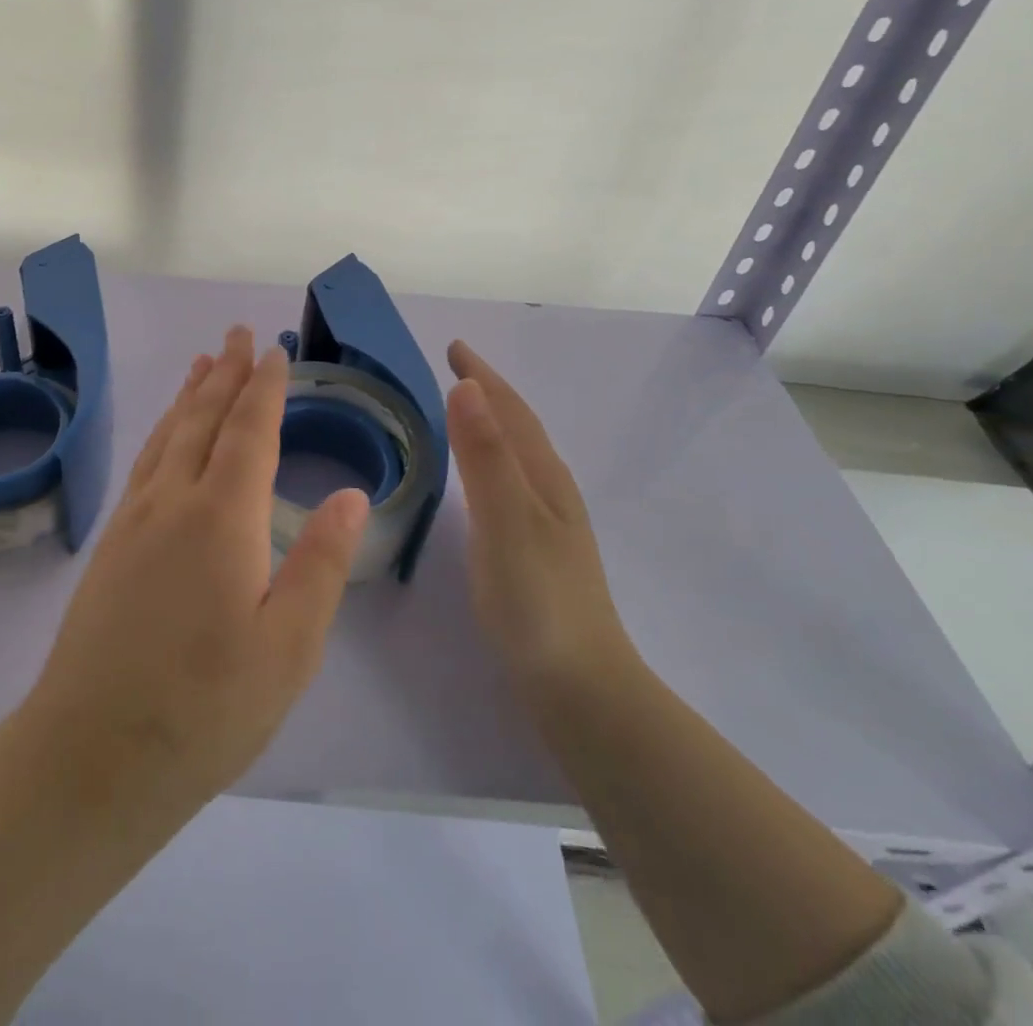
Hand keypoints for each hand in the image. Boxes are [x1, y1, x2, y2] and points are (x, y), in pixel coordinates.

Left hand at [24, 327, 368, 798]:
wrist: (93, 752)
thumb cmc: (206, 708)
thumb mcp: (288, 647)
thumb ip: (320, 563)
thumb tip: (351, 494)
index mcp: (221, 518)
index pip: (248, 433)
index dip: (263, 388)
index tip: (273, 352)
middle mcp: (173, 502)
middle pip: (202, 419)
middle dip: (224, 373)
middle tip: (236, 334)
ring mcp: (134, 520)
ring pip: (168, 436)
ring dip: (189, 395)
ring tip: (202, 363)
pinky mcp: (111, 544)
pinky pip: (144, 464)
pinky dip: (162, 432)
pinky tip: (166, 435)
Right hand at [445, 339, 631, 703]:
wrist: (578, 685)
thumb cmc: (535, 597)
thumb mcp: (505, 519)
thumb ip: (485, 455)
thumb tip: (466, 385)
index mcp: (542, 478)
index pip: (511, 412)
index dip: (482, 377)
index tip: (454, 346)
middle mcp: (550, 492)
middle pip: (519, 428)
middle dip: (488, 393)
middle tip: (455, 369)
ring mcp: (548, 524)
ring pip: (518, 456)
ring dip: (493, 424)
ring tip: (465, 411)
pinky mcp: (538, 551)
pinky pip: (511, 483)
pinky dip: (492, 461)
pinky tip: (483, 483)